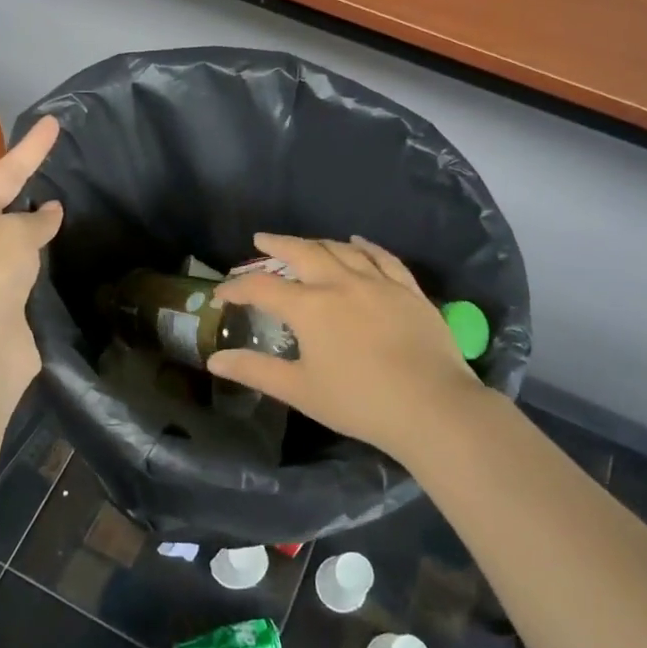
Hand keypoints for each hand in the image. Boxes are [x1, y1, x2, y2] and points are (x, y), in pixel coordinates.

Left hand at [0, 116, 62, 394]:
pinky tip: (70, 250)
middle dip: (31, 183)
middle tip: (62, 159)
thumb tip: (49, 213)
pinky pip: (34, 269)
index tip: (53, 122)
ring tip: (72, 201)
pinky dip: (50, 258)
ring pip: (22, 238)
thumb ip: (33, 220)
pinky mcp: (12, 303)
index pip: (4, 173)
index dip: (31, 148)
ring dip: (41, 224)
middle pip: (8, 204)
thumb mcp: (10, 236)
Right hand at [207, 234, 485, 462]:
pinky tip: (357, 242)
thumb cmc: (359, 402)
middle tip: (261, 240)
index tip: (223, 292)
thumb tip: (214, 361)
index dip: (238, 287)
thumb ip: (255, 371)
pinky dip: (365, 246)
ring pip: (341, 250)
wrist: (432, 407)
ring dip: (317, 243)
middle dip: (277, 245)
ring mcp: (378, 283)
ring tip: (304, 244)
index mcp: (309, 307)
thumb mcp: (299, 390)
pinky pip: (383, 257)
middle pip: (302, 253)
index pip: (262, 288)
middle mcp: (340, 283)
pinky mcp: (408, 290)